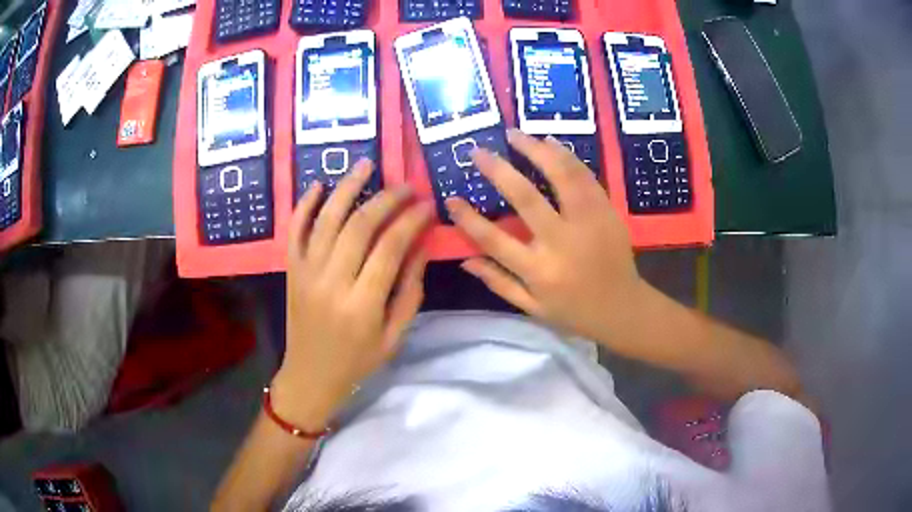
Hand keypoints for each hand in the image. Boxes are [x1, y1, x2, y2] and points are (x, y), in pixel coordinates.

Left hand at [273, 160, 431, 429]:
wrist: (309, 376)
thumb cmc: (357, 361)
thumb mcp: (394, 335)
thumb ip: (409, 290)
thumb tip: (421, 246)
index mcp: (362, 304)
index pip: (390, 248)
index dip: (411, 220)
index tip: (427, 205)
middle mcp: (331, 282)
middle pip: (359, 225)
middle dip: (386, 199)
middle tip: (405, 186)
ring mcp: (306, 272)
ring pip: (326, 218)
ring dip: (347, 188)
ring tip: (366, 165)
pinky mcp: (291, 269)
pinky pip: (294, 230)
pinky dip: (304, 204)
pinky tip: (319, 185)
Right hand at [446, 130, 645, 350]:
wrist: (624, 308)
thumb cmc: (574, 312)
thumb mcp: (532, 308)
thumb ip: (498, 282)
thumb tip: (464, 260)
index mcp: (539, 270)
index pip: (494, 240)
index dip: (468, 218)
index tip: (450, 198)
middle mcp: (562, 242)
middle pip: (526, 197)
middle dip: (498, 170)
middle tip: (478, 151)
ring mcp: (589, 223)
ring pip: (561, 177)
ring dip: (536, 150)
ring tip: (514, 134)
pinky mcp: (607, 211)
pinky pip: (586, 177)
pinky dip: (567, 156)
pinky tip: (550, 141)